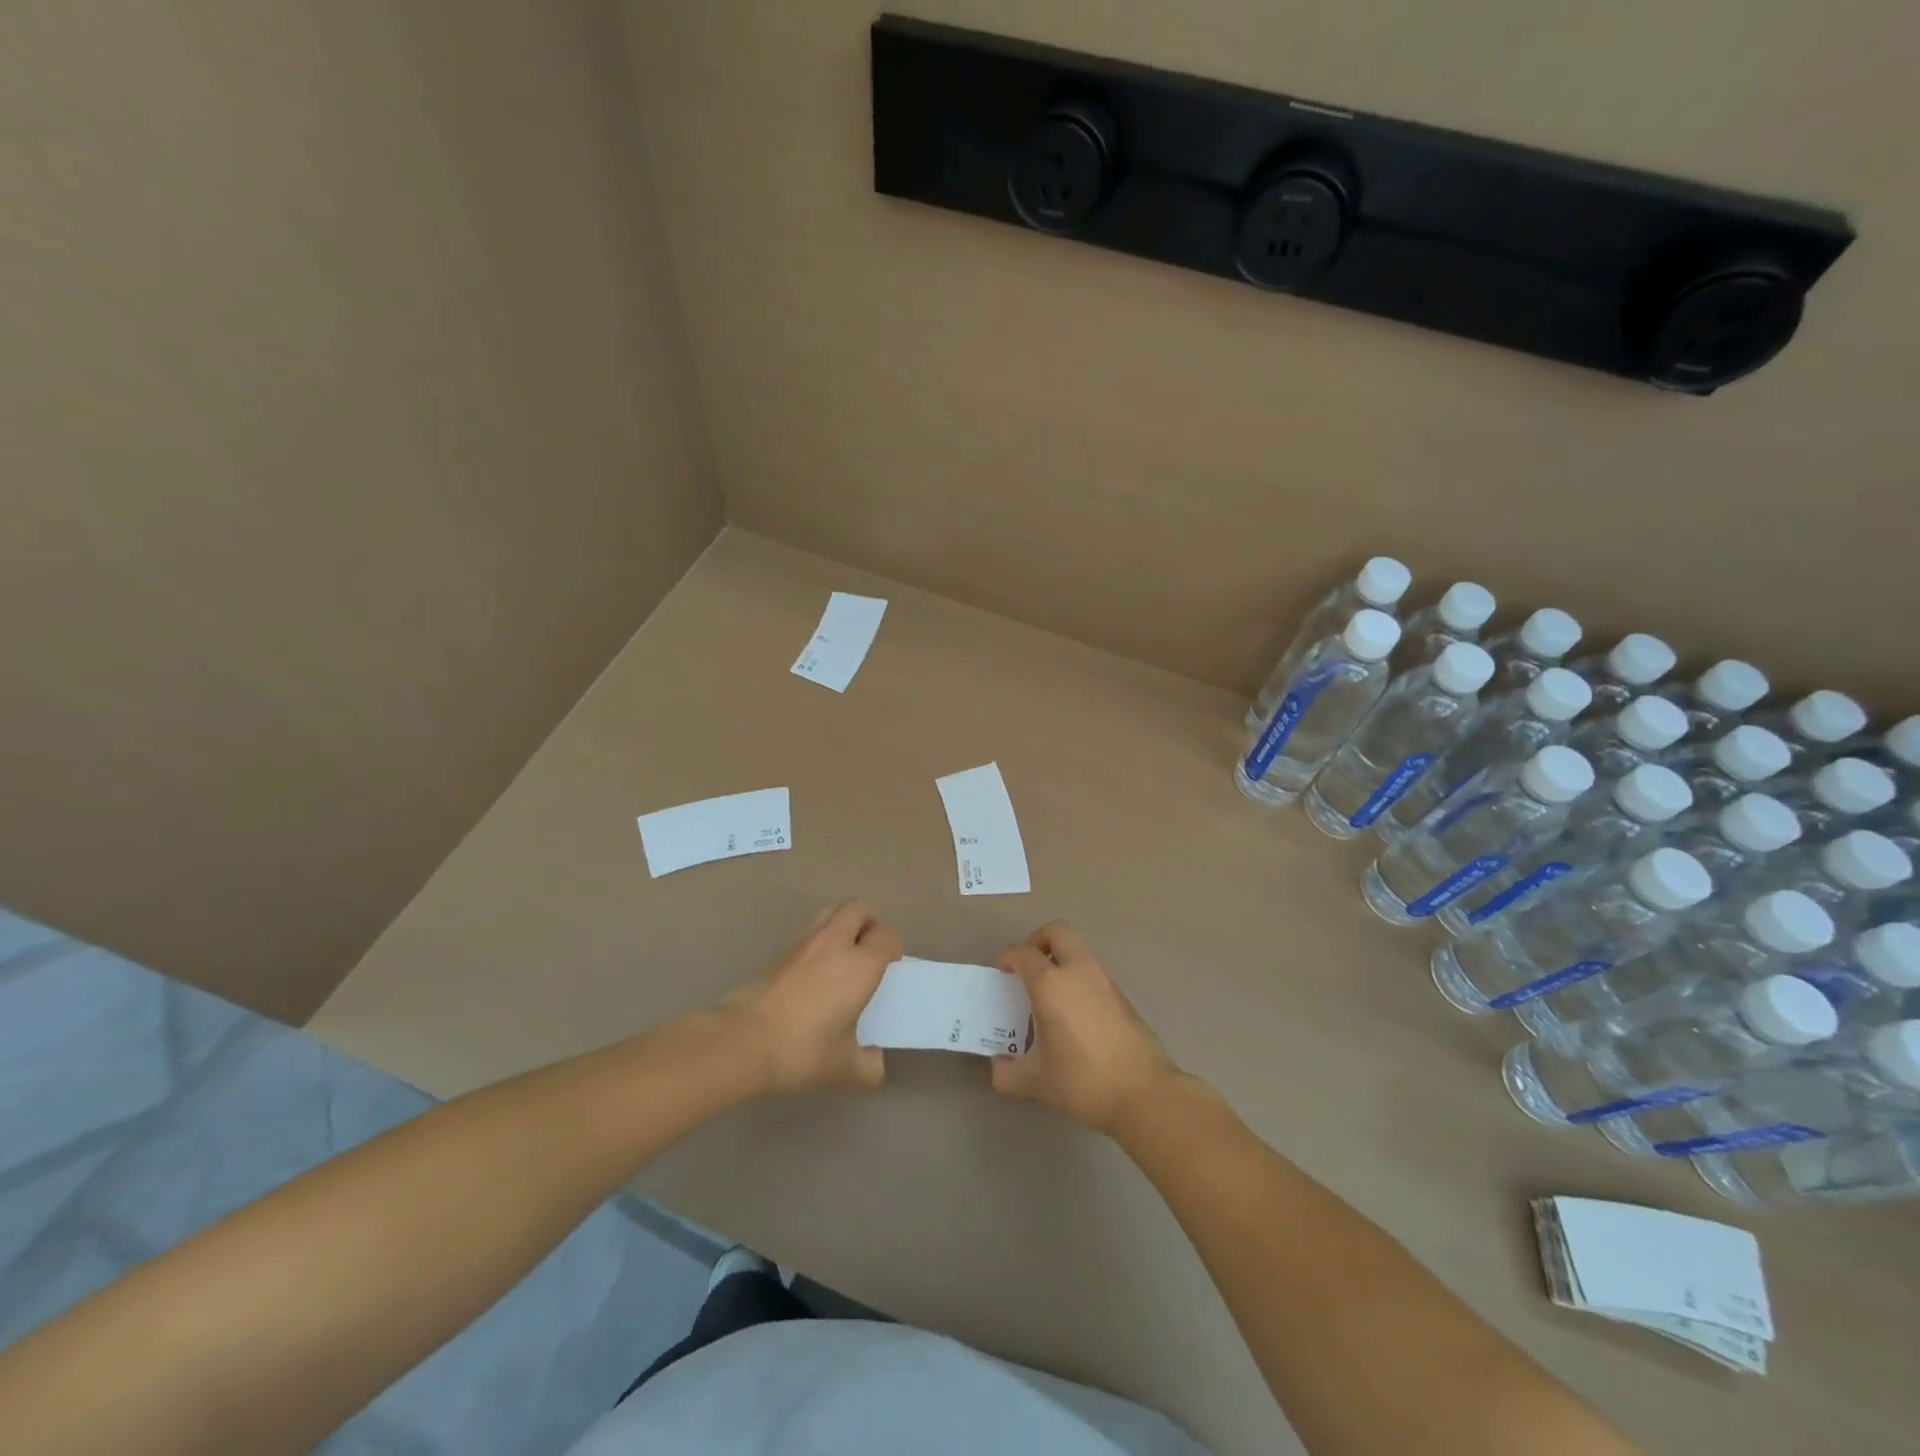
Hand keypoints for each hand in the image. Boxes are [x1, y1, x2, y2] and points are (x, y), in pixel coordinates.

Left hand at [719, 902, 902, 1092]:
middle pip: (859, 909)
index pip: (887, 936)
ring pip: (831, 913)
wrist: (743, 1040)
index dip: (892, 947)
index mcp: (860, 965)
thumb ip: (869, 1067)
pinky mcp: (780, 952)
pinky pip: (809, 933)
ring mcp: (804, 943)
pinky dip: (818, 942)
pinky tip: (813, 974)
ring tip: (842, 956)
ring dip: (843, 925)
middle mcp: (835, 944)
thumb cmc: (802, 1050)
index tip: (889, 968)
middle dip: (869, 924)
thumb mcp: (844, 1069)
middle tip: (868, 953)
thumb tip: (874, 1060)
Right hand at [990, 922, 1177, 1133]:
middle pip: (1058, 932)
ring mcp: (1105, 981)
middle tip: (1028, 966)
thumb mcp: (1036, 1083)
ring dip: (1061, 960)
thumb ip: (1007, 1074)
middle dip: (1038, 940)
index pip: (1024, 953)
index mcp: (1051, 984)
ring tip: (1049, 994)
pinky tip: (1073, 1014)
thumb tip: (998, 1068)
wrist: (1144, 1093)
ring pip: (1079, 951)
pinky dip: (1078, 979)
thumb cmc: (1083, 1081)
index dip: (1008, 957)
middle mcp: (1078, 972)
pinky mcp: (1123, 996)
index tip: (1001, 971)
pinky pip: (1093, 973)